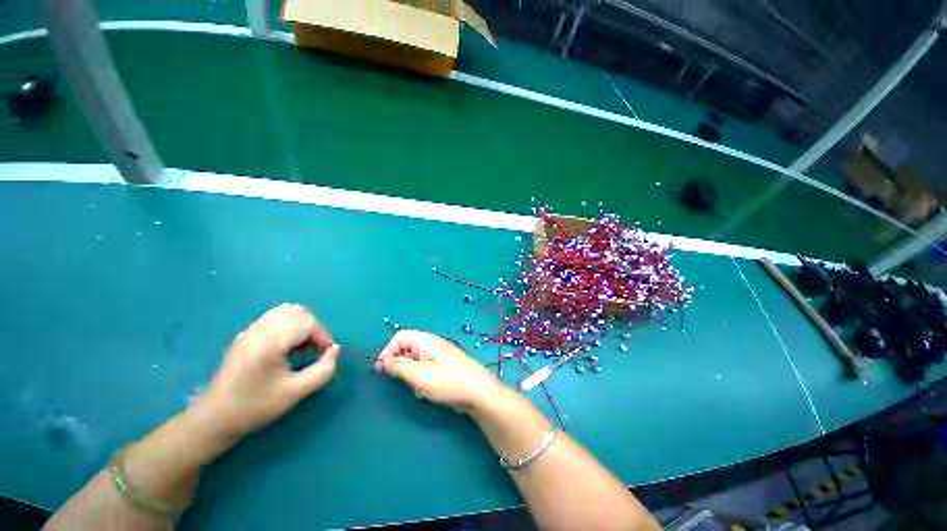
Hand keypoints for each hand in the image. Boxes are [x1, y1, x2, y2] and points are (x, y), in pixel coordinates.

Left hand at [190, 304, 339, 443]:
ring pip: (286, 311)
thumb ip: (323, 370)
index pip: (307, 323)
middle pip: (298, 312)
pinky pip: (274, 317)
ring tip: (304, 345)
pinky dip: (289, 324)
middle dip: (314, 328)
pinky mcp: (246, 334)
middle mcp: (258, 330)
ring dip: (302, 324)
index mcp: (269, 343)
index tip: (326, 354)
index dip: (323, 336)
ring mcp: (250, 330)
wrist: (215, 418)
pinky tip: (289, 345)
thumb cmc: (255, 407)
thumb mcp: (296, 393)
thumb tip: (335, 350)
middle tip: (316, 349)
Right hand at [375, 330, 502, 412]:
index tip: (382, 369)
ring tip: (417, 387)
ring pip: (415, 362)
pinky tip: (426, 392)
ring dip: (410, 375)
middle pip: (407, 349)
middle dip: (399, 365)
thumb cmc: (448, 381)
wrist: (478, 393)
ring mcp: (439, 357)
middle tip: (401, 381)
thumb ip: (398, 366)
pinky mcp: (443, 370)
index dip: (388, 350)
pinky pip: (424, 371)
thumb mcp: (419, 374)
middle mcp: (432, 346)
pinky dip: (421, 381)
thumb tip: (382, 361)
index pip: (400, 336)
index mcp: (426, 341)